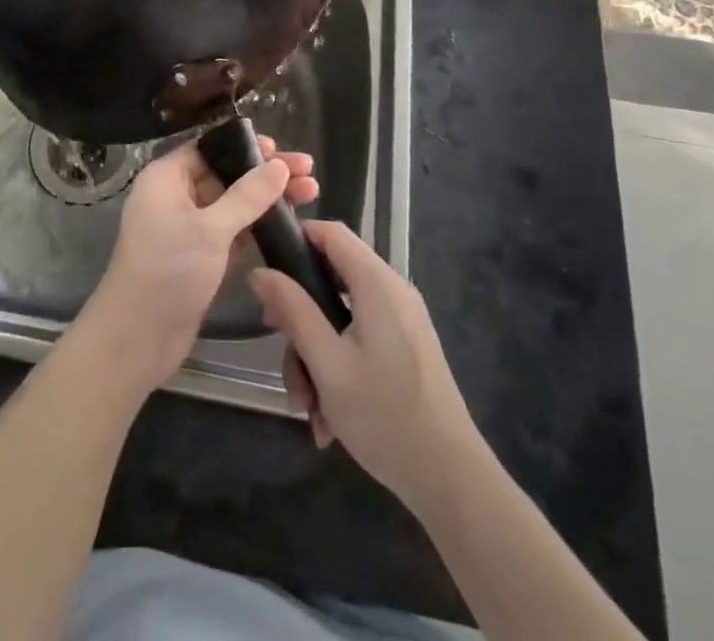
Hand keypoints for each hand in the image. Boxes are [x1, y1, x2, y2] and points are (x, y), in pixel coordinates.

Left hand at [80, 138, 318, 393]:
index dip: (246, 146)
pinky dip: (256, 225)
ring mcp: (187, 227)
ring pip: (232, 203)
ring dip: (266, 199)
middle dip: (265, 173)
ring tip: (311, 193)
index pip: (210, 147)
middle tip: (308, 171)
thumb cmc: (169, 271)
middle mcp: (175, 196)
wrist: (137, 338)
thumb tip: (279, 165)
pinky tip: (287, 223)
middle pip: (225, 173)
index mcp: (166, 177)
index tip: (282, 150)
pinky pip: (231, 230)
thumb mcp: (211, 230)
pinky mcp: (199, 255)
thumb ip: (247, 196)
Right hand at [251, 221, 486, 514]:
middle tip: (284, 357)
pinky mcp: (406, 348)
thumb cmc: (385, 416)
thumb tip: (260, 271)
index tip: (266, 272)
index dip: (296, 240)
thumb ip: (293, 311)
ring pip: (341, 317)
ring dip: (316, 357)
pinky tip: (328, 418)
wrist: (452, 482)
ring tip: (308, 409)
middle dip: (301, 322)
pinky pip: (359, 340)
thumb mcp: (326, 363)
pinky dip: (339, 368)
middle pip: (331, 281)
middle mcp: (392, 292)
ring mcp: (402, 321)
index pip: (331, 232)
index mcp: (376, 283)